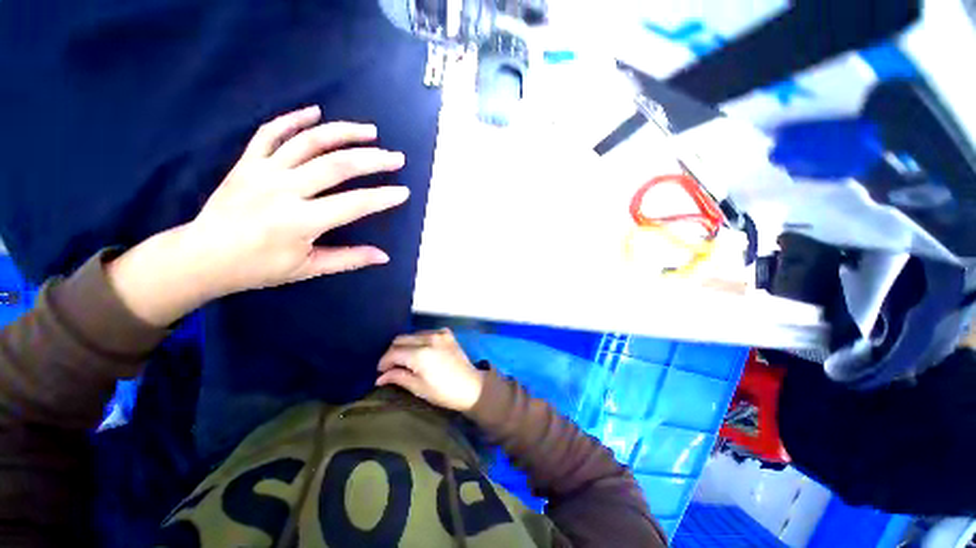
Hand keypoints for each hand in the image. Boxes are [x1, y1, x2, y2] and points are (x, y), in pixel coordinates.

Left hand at [186, 105, 407, 295]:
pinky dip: (293, 119)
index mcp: (300, 222)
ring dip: (343, 132)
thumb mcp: (308, 269)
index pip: (353, 204)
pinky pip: (271, 133)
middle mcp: (283, 190)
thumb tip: (384, 257)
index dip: (382, 198)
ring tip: (371, 131)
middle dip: (373, 160)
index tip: (404, 192)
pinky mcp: (247, 162)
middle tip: (397, 157)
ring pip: (309, 142)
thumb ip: (349, 259)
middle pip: (337, 165)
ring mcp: (263, 171)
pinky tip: (316, 111)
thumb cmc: (258, 267)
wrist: (202, 256)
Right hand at [377, 329, 485, 412]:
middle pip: (400, 339)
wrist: (471, 386)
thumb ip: (398, 377)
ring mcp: (439, 333)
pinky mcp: (447, 334)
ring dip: (405, 345)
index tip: (381, 372)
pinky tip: (420, 351)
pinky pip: (426, 333)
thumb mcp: (418, 387)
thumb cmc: (444, 392)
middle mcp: (429, 338)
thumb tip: (380, 377)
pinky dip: (419, 340)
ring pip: (412, 334)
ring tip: (405, 359)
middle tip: (391, 367)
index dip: (384, 362)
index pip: (393, 352)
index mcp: (420, 353)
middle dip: (392, 352)